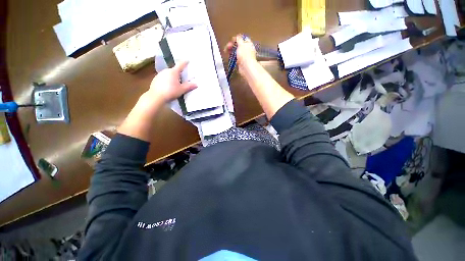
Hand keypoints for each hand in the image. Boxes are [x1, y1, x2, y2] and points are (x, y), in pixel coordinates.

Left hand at [146, 61, 196, 103]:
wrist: (156, 96)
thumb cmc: (171, 91)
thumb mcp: (182, 90)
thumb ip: (189, 86)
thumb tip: (196, 84)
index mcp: (173, 72)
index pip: (180, 65)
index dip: (185, 62)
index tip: (187, 60)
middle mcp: (166, 70)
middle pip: (174, 70)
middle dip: (179, 73)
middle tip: (183, 78)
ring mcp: (160, 74)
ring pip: (168, 74)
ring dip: (172, 77)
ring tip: (176, 84)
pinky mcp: (155, 79)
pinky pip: (163, 78)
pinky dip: (167, 80)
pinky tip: (168, 86)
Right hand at [224, 34, 256, 75]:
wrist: (246, 68)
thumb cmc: (244, 55)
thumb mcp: (241, 44)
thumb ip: (239, 39)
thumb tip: (238, 36)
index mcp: (248, 44)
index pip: (242, 39)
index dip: (236, 39)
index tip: (231, 40)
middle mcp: (247, 50)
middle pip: (238, 46)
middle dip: (232, 45)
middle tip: (227, 47)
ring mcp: (244, 57)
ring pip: (236, 52)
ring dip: (231, 51)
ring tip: (226, 51)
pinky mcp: (241, 62)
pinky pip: (236, 58)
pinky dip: (232, 57)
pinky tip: (229, 57)